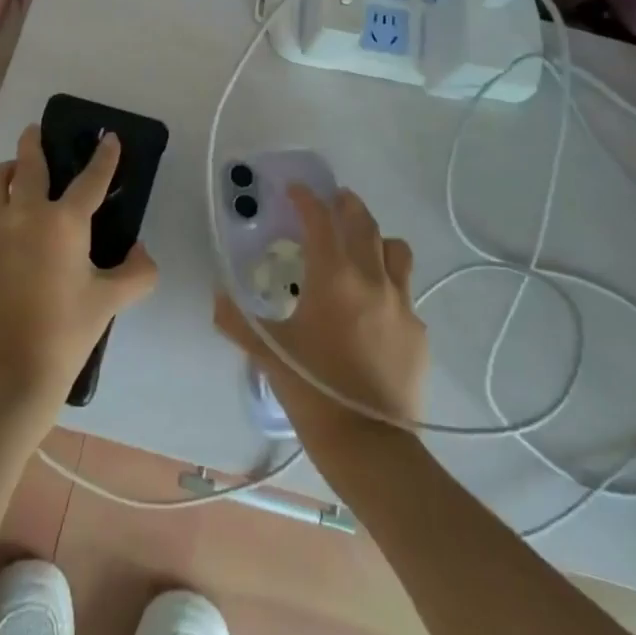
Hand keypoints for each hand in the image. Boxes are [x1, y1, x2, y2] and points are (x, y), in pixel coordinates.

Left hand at [0, 124, 157, 430]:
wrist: (6, 376)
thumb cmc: (65, 334)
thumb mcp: (110, 302)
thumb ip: (137, 273)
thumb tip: (141, 252)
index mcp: (62, 223)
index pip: (90, 179)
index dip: (104, 156)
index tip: (108, 137)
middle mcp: (21, 216)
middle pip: (26, 164)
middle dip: (33, 142)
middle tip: (35, 131)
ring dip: (4, 173)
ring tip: (12, 177)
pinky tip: (1, 243)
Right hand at [215, 185, 427, 456]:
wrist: (371, 445)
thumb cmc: (314, 389)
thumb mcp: (268, 352)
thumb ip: (238, 319)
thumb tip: (217, 296)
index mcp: (334, 277)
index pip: (320, 220)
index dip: (306, 199)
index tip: (294, 189)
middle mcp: (372, 279)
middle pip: (363, 223)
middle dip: (346, 205)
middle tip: (333, 200)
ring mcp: (402, 304)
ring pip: (396, 250)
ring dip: (376, 237)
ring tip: (361, 245)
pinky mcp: (418, 331)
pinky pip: (406, 292)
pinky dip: (389, 283)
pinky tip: (375, 306)